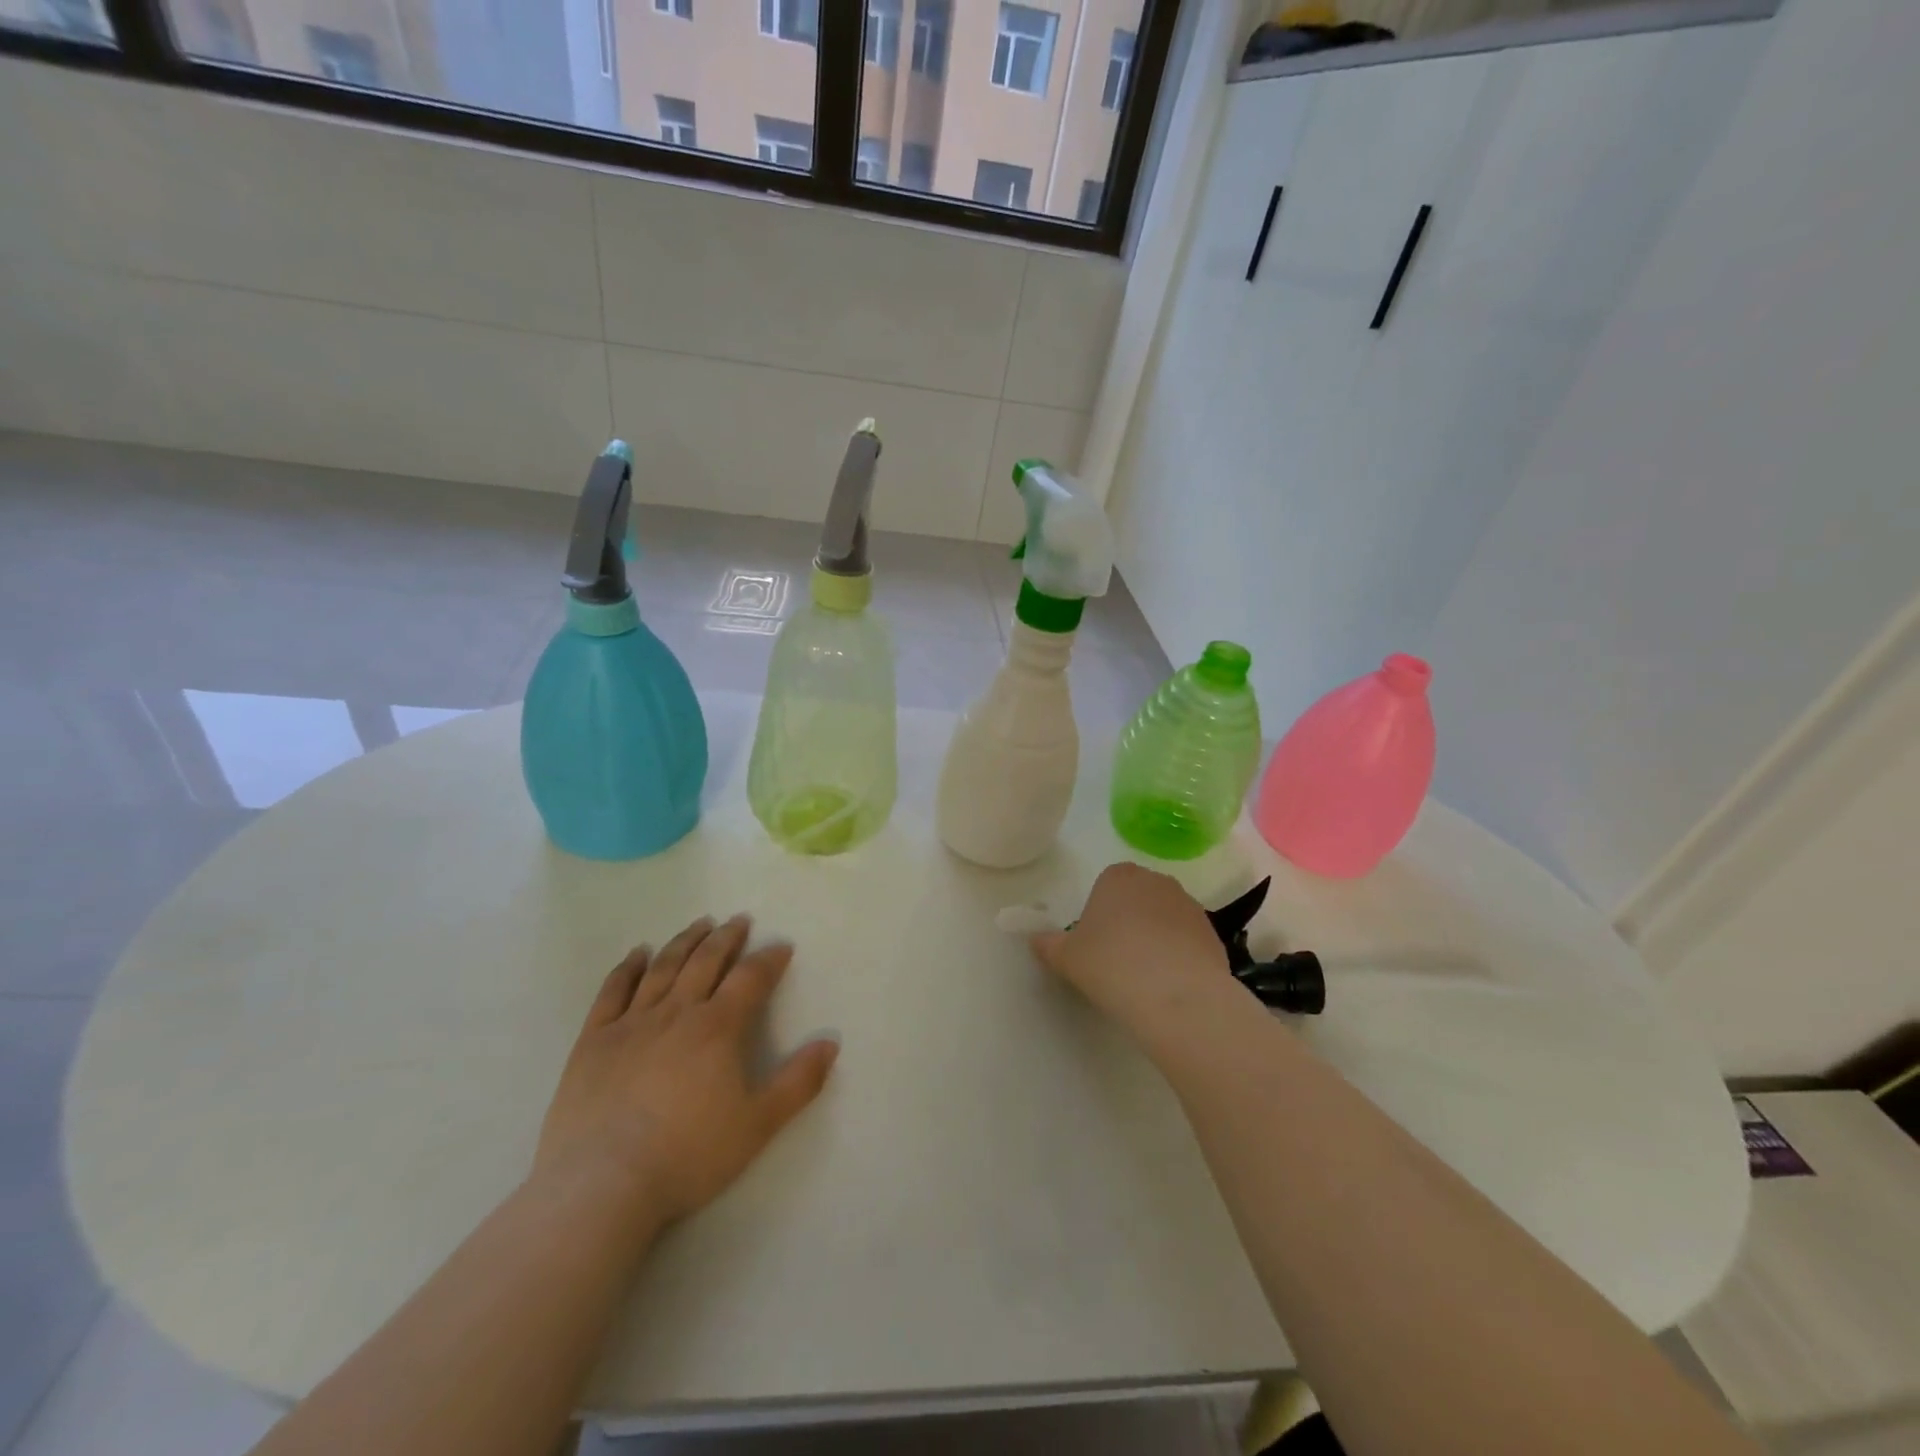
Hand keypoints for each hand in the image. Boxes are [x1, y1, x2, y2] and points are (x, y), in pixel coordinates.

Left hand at [532, 915, 837, 1229]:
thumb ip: (798, 1082)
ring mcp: (631, 1023)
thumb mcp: (758, 1125)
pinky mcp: (594, 1041)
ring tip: (700, 925)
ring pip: (662, 968)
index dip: (769, 959)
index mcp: (718, 1028)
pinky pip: (613, 991)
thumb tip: (830, 1043)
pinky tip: (637, 953)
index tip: (781, 946)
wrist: (602, 1187)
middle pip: (705, 962)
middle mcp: (676, 1012)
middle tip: (739, 921)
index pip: (750, 979)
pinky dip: (627, 967)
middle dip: (726, 938)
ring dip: (684, 942)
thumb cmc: (688, 1156)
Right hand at [1031, 862, 1232, 1044]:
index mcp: (1118, 876)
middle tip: (1117, 960)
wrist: (1175, 996)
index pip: (1105, 885)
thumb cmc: (1110, 965)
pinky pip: (1187, 942)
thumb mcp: (1066, 957)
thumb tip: (1036, 939)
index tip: (1095, 944)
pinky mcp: (1213, 935)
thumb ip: (1048, 944)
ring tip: (1145, 978)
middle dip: (1129, 922)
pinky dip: (1179, 958)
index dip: (1099, 914)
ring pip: (1165, 919)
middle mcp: (1157, 881)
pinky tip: (1170, 986)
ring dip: (1156, 939)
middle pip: (1137, 898)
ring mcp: (1190, 906)